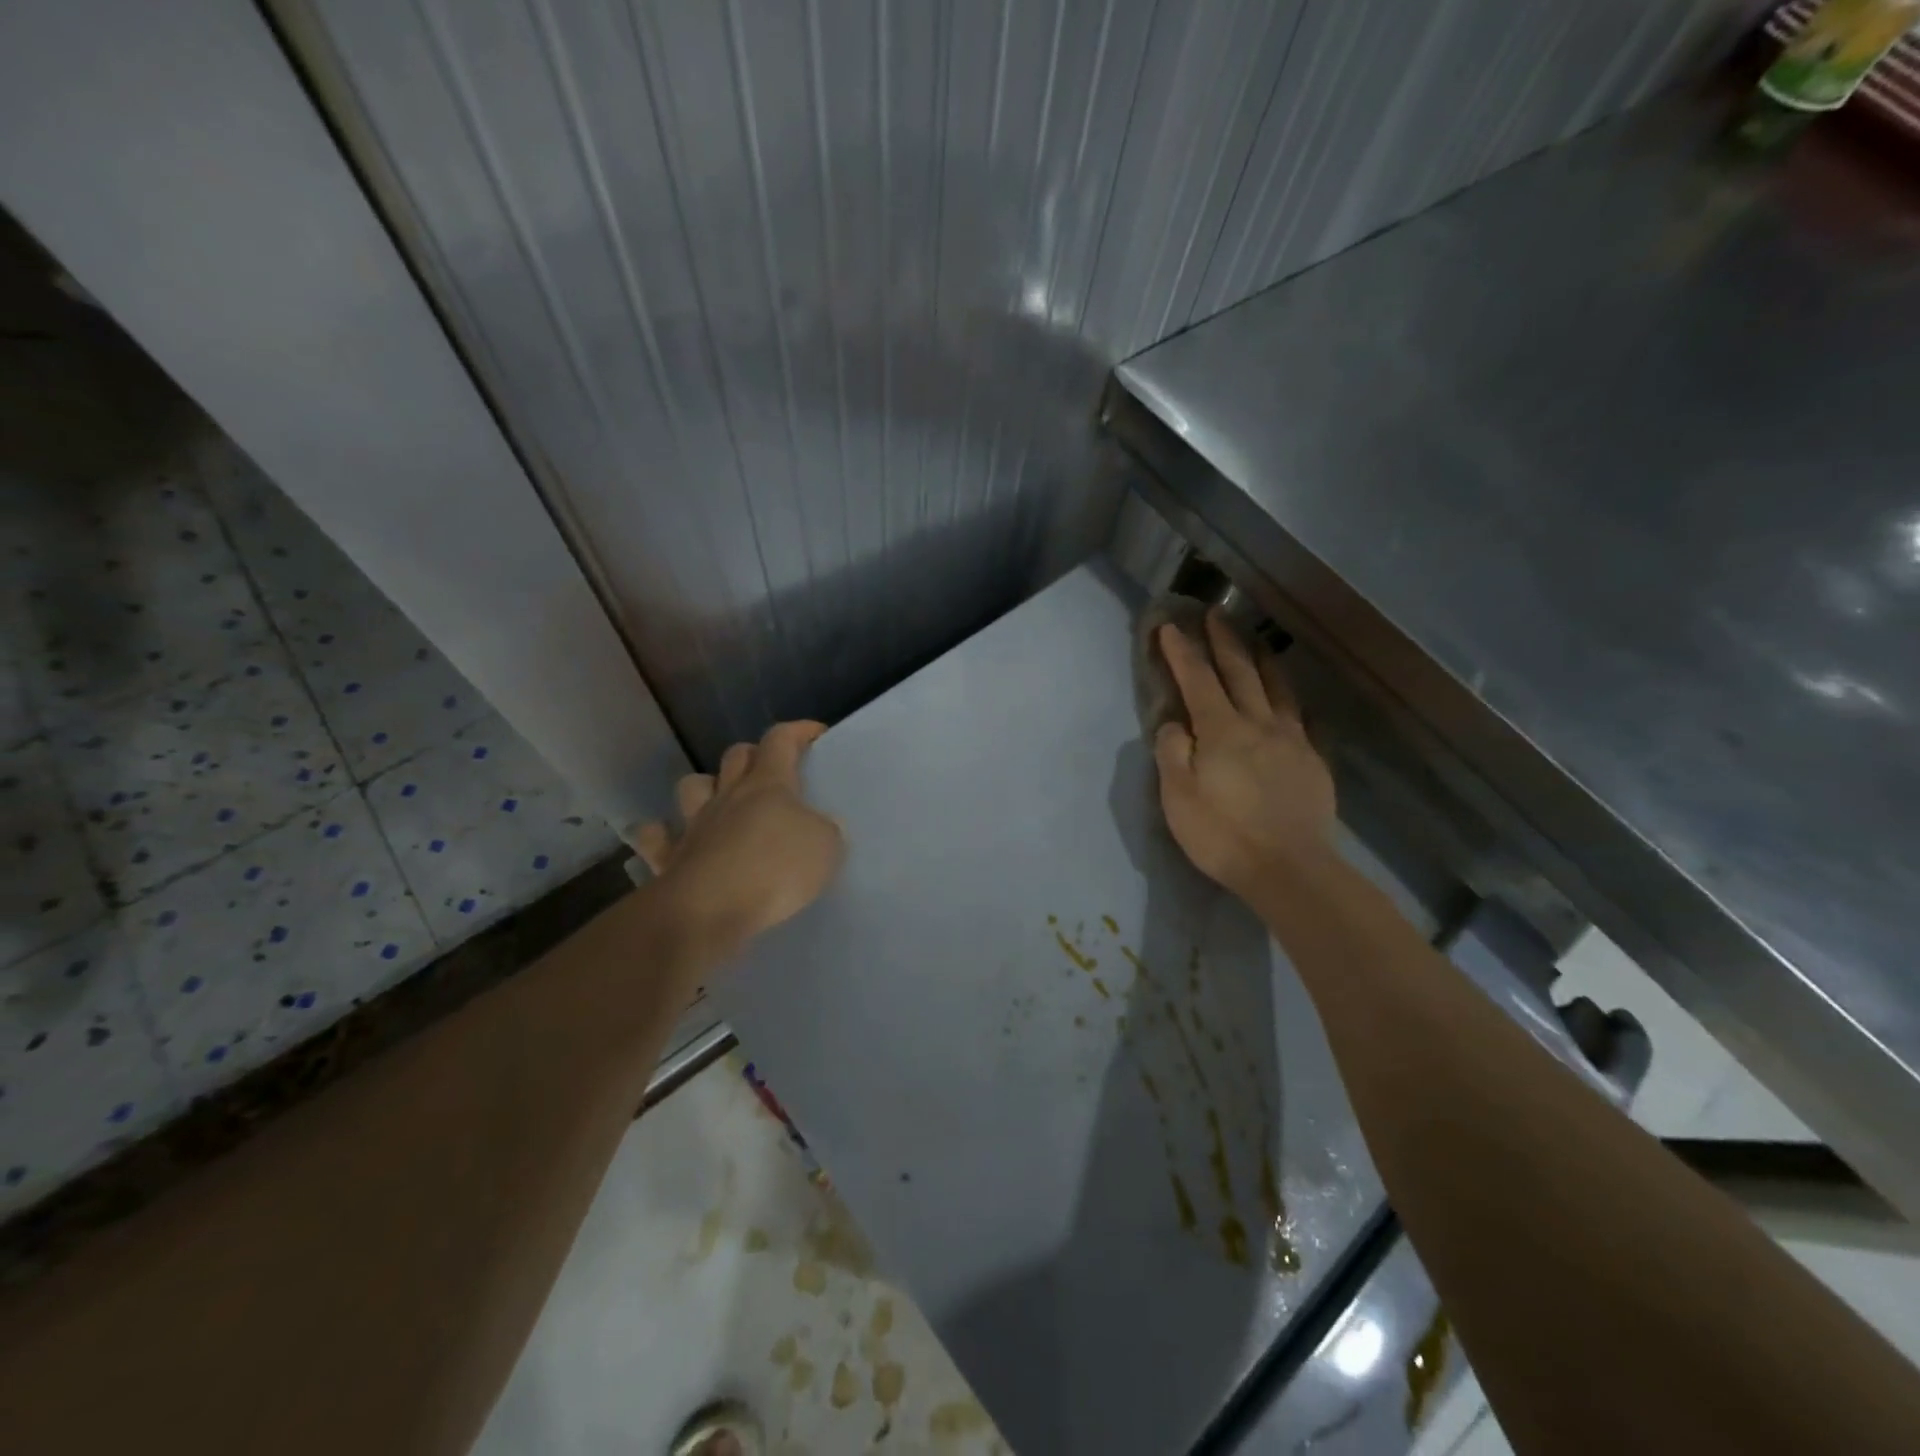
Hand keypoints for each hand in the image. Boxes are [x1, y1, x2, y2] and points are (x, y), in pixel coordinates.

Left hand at [635, 721, 844, 950]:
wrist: (710, 909)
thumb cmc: (775, 870)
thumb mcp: (825, 847)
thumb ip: (825, 831)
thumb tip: (822, 825)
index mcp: (769, 785)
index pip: (781, 740)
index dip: (798, 732)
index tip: (816, 735)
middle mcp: (729, 795)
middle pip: (736, 756)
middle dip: (753, 755)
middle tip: (769, 770)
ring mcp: (695, 824)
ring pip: (693, 785)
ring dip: (706, 786)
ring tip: (719, 800)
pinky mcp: (669, 856)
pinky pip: (654, 836)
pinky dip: (660, 833)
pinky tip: (671, 840)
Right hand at [1154, 610, 1336, 897]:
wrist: (1290, 870)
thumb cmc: (1224, 836)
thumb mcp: (1178, 798)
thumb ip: (1173, 754)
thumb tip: (1175, 723)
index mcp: (1221, 731)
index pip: (1197, 680)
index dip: (1182, 652)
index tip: (1171, 626)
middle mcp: (1258, 724)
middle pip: (1240, 672)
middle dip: (1224, 640)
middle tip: (1215, 612)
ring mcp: (1292, 740)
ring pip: (1277, 687)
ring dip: (1263, 658)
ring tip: (1256, 640)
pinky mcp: (1313, 760)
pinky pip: (1304, 718)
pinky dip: (1293, 700)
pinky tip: (1295, 699)